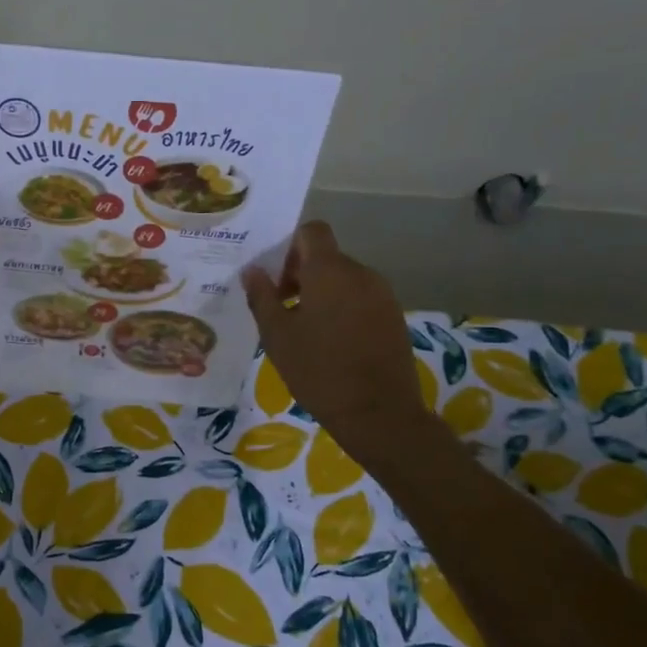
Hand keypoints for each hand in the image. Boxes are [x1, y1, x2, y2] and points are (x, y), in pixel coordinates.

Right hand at [241, 221, 435, 458]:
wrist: (379, 414)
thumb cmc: (319, 371)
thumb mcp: (277, 336)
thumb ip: (262, 297)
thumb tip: (252, 270)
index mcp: (330, 271)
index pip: (312, 231)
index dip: (289, 245)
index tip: (274, 275)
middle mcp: (361, 273)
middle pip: (327, 257)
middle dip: (300, 274)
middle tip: (280, 307)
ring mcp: (383, 295)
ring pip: (344, 279)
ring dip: (321, 293)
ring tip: (304, 329)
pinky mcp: (394, 317)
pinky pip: (361, 299)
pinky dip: (342, 308)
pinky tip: (330, 343)